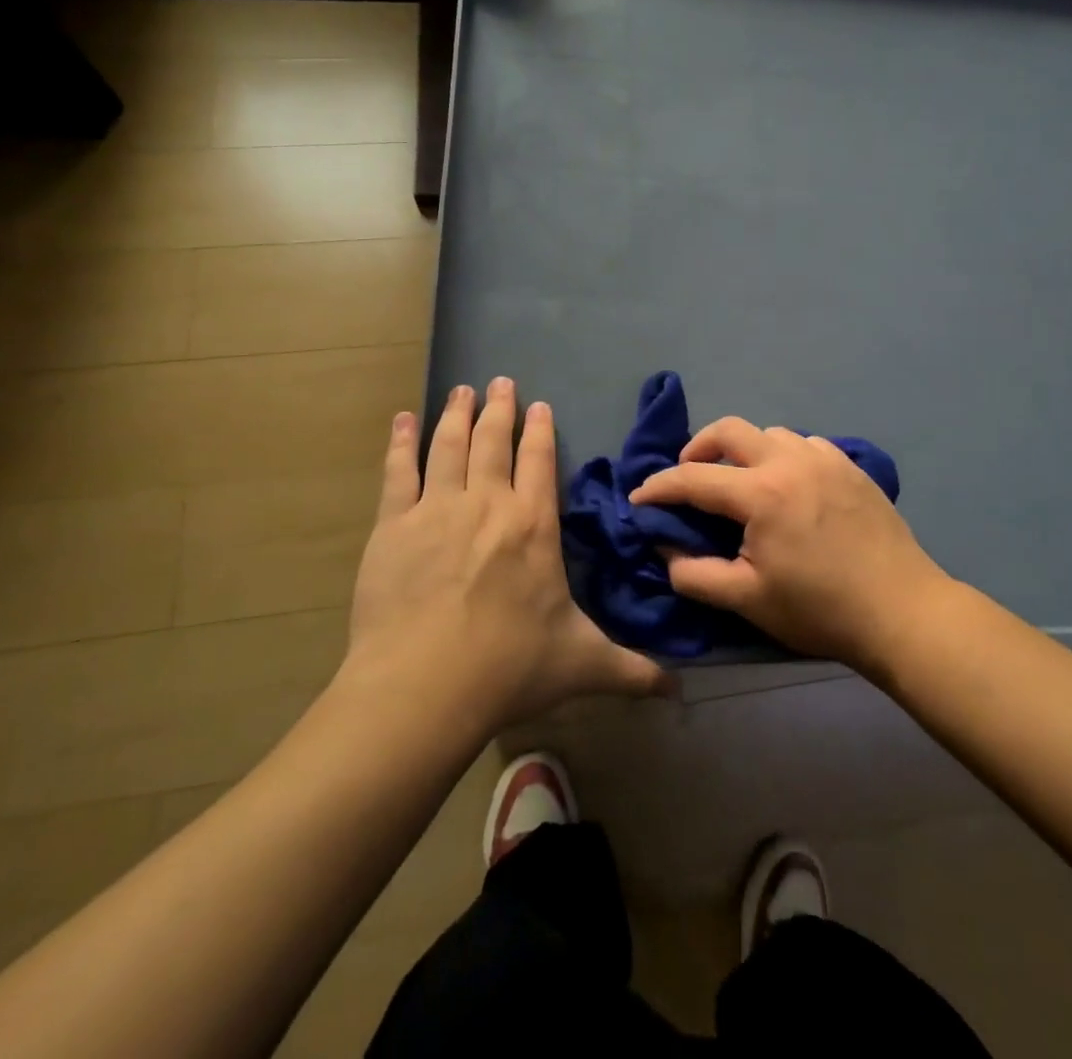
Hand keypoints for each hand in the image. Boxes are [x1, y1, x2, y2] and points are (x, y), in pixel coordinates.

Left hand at [346, 378, 667, 726]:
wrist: (424, 686)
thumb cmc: (510, 667)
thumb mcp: (582, 664)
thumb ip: (631, 670)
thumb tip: (678, 690)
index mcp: (534, 525)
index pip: (541, 461)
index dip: (541, 430)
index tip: (539, 405)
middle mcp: (488, 504)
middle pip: (494, 441)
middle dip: (499, 409)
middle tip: (499, 382)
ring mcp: (437, 509)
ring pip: (449, 446)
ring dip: (457, 414)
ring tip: (462, 390)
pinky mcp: (392, 526)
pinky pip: (398, 472)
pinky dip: (400, 443)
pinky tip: (402, 421)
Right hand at [630, 418, 952, 670]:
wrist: (902, 612)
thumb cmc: (820, 610)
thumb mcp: (747, 600)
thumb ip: (695, 573)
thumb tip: (665, 548)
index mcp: (762, 493)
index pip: (694, 477)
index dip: (659, 487)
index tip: (639, 499)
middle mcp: (791, 461)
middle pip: (731, 430)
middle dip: (698, 447)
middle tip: (689, 476)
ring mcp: (826, 459)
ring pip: (771, 434)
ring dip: (745, 450)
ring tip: (741, 482)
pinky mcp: (851, 467)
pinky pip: (806, 445)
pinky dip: (784, 456)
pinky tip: (789, 485)